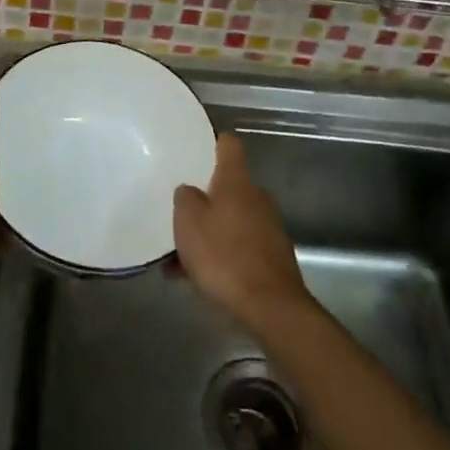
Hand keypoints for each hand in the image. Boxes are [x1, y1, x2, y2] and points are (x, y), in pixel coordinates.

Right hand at [172, 133, 313, 333]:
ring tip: (177, 260)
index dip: (215, 143)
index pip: (229, 146)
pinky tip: (195, 278)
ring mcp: (268, 227)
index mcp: (236, 182)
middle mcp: (256, 198)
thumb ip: (185, 199)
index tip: (198, 148)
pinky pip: (238, 246)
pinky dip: (219, 256)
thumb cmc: (223, 255)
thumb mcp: (189, 223)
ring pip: (230, 221)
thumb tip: (190, 190)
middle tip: (178, 217)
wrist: (269, 306)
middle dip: (204, 201)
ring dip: (208, 234)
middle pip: (228, 188)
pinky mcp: (272, 256)